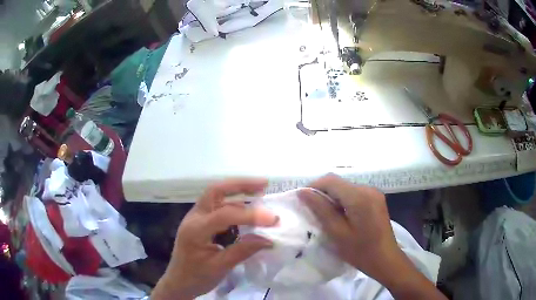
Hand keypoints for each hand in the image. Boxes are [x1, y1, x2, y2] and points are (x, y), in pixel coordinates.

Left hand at [152, 179, 278, 299]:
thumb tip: (269, 239)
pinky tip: (246, 209)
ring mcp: (195, 217)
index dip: (250, 215)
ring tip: (260, 192)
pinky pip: (217, 206)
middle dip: (240, 185)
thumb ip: (243, 251)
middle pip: (215, 190)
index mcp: (196, 230)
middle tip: (264, 184)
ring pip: (216, 195)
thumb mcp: (220, 267)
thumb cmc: (196, 277)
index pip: (224, 215)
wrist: (178, 282)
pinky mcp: (200, 221)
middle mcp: (194, 217)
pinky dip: (234, 203)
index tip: (273, 219)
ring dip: (237, 191)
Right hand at [299, 174, 445, 299]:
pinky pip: (354, 194)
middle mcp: (368, 189)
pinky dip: (343, 201)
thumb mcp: (337, 233)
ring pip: (346, 188)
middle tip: (312, 211)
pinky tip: (340, 216)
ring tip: (325, 216)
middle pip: (338, 183)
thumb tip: (303, 192)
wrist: (386, 260)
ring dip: (333, 198)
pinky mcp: (376, 199)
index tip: (302, 200)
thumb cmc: (360, 251)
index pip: (330, 180)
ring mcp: (374, 193)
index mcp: (359, 196)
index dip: (313, 186)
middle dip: (322, 193)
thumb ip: (321, 209)